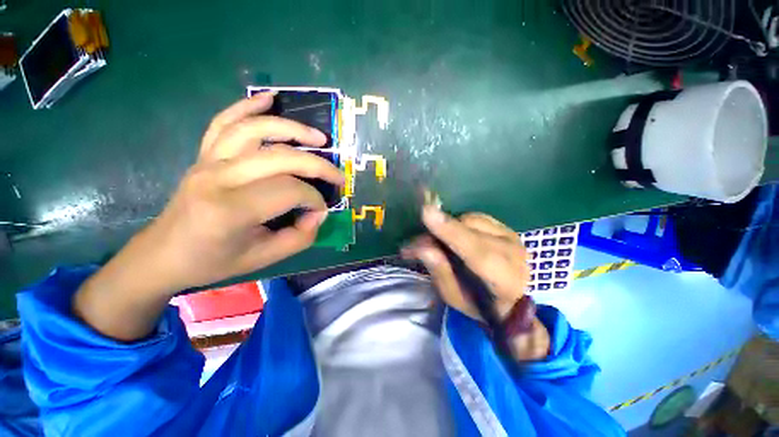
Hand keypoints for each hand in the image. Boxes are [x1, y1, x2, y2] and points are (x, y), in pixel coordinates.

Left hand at [74, 92, 343, 340]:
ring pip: (256, 130)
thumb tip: (318, 212)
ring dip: (293, 129)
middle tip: (338, 177)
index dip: (315, 200)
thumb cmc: (214, 261)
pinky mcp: (204, 154)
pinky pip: (225, 121)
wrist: (164, 254)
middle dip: (318, 165)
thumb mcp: (265, 258)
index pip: (290, 191)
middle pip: (281, 157)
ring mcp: (208, 160)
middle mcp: (219, 177)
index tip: (320, 212)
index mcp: (231, 209)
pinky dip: (248, 105)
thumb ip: (301, 236)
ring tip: (320, 137)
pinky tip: (270, 99)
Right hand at [403, 207, 548, 360]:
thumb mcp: (454, 297)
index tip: (427, 213)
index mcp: (503, 279)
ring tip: (441, 241)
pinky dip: (461, 223)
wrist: (513, 300)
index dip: (450, 231)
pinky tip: (457, 235)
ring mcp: (512, 236)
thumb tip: (421, 247)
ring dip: (451, 227)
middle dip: (441, 230)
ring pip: (472, 219)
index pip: (476, 251)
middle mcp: (512, 252)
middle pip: (470, 229)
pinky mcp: (507, 228)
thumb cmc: (479, 304)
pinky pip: (476, 217)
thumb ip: (440, 271)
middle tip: (419, 242)